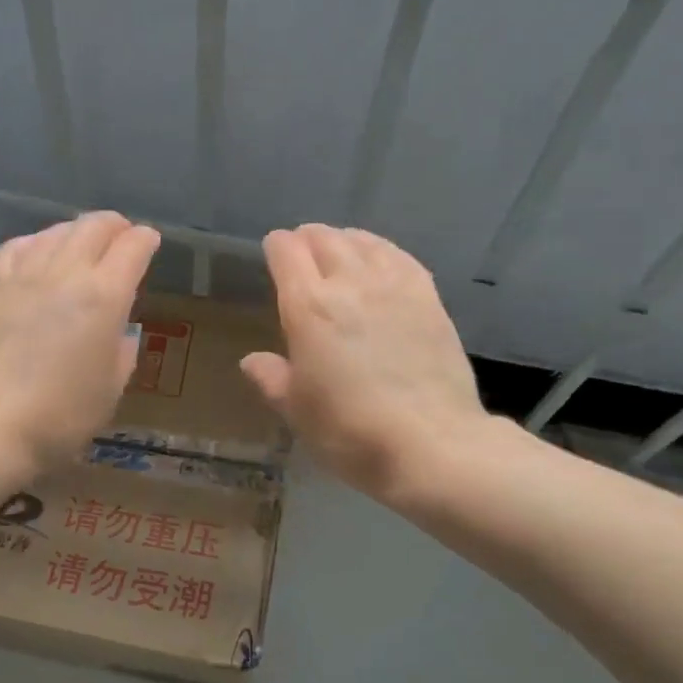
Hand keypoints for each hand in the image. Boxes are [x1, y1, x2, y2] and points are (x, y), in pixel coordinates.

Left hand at [0, 212, 160, 473]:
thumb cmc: (58, 418)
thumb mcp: (109, 391)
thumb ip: (121, 353)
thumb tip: (119, 332)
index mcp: (105, 296)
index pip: (132, 248)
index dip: (145, 240)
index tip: (150, 242)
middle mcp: (66, 272)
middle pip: (94, 227)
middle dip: (115, 226)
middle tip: (122, 238)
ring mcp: (22, 274)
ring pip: (56, 231)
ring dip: (77, 232)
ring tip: (82, 244)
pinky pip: (17, 246)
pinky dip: (36, 243)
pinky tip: (36, 254)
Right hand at [242, 225, 489, 500]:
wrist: (430, 443)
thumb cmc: (349, 430)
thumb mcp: (297, 410)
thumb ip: (272, 378)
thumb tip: (252, 361)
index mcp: (308, 307)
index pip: (286, 253)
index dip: (276, 247)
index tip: (273, 253)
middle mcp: (349, 283)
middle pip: (324, 239)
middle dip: (307, 239)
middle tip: (302, 251)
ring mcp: (394, 287)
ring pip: (364, 242)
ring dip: (344, 241)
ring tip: (339, 249)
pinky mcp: (429, 298)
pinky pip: (400, 257)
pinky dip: (382, 251)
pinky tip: (381, 261)